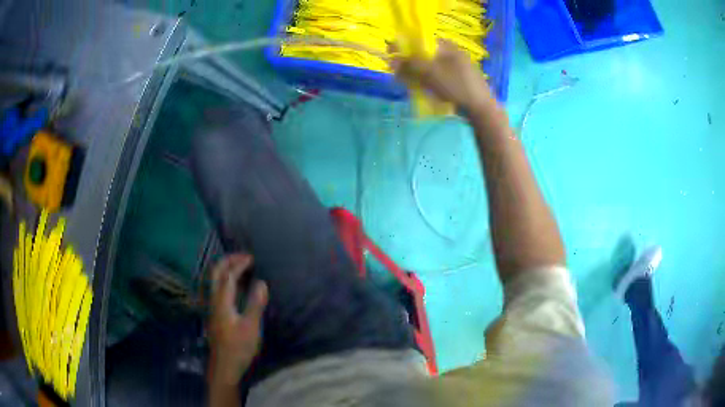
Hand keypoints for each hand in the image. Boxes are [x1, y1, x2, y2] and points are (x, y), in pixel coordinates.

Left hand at [208, 254, 267, 384]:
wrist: (224, 365)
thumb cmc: (239, 347)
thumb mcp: (251, 327)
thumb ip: (255, 304)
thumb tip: (261, 282)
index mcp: (222, 302)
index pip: (228, 276)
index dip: (239, 264)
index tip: (252, 259)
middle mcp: (213, 300)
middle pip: (215, 273)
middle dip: (228, 261)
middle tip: (243, 257)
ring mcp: (212, 307)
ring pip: (214, 280)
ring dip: (225, 269)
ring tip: (239, 266)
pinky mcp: (214, 313)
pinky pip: (217, 288)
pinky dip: (225, 279)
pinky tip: (234, 286)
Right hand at [390, 39, 495, 113]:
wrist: (481, 108)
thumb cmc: (456, 86)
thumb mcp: (430, 73)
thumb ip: (409, 64)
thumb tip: (392, 60)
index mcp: (447, 46)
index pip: (420, 41)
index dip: (404, 48)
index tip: (392, 57)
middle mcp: (452, 53)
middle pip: (424, 55)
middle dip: (409, 64)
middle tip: (398, 75)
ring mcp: (457, 67)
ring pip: (431, 67)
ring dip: (417, 74)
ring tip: (409, 85)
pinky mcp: (459, 81)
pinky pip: (439, 77)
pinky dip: (429, 82)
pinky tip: (423, 91)